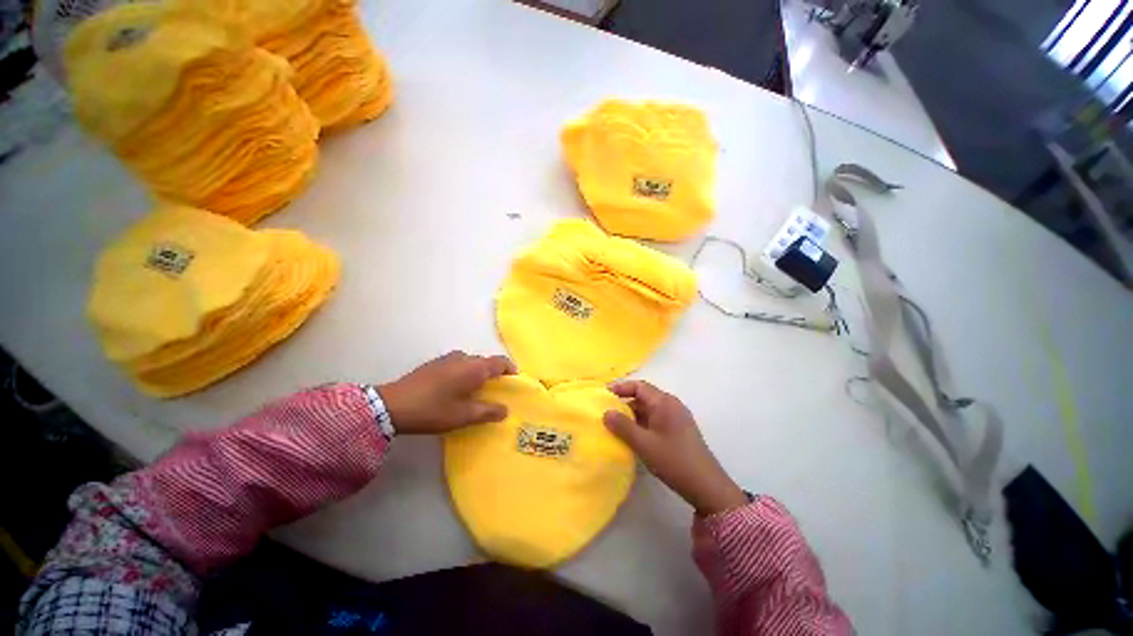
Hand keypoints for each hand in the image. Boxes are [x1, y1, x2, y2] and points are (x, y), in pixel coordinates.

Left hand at [378, 351, 516, 434]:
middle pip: (486, 361)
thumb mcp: (463, 416)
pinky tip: (456, 388)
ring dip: (478, 372)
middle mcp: (463, 358)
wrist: (391, 405)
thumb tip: (505, 410)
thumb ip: (488, 412)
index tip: (515, 380)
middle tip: (495, 390)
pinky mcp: (434, 364)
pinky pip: (458, 364)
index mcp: (474, 367)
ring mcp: (447, 359)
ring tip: (476, 390)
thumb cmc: (433, 410)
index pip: (500, 362)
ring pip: (471, 362)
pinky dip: (464, 372)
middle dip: (494, 373)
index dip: (511, 369)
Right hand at [604, 381, 748, 515]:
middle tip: (606, 413)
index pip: (639, 386)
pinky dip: (642, 424)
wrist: (707, 486)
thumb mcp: (644, 444)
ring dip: (633, 415)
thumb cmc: (674, 460)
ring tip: (615, 426)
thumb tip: (606, 413)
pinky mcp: (678, 430)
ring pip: (649, 409)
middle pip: (644, 396)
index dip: (621, 388)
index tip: (604, 395)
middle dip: (624, 403)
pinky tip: (633, 436)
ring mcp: (676, 417)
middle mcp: (671, 405)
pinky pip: (655, 419)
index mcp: (664, 402)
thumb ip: (623, 426)